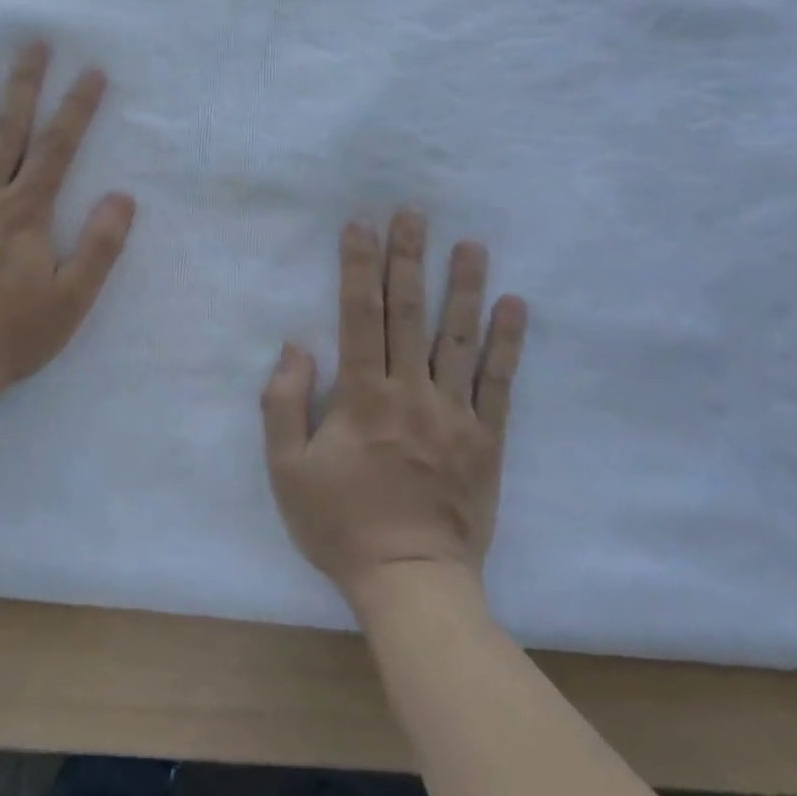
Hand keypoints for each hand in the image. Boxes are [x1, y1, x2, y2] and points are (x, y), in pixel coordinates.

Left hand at [0, 42, 134, 396]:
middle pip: (7, 130)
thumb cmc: (9, 335)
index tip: (90, 72)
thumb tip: (123, 197)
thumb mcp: (71, 300)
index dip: (76, 108)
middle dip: (23, 84)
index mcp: (25, 213)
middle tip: (32, 42)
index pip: (57, 149)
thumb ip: (99, 247)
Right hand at [261, 212, 527, 605]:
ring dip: (464, 286)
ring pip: (459, 338)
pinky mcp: (487, 439)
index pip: (359, 316)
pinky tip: (514, 305)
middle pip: (409, 313)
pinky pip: (499, 383)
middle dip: (408, 259)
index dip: (357, 267)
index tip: (361, 226)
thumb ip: (282, 404)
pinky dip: (507, 341)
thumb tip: (296, 347)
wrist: (411, 582)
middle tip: (414, 213)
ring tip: (471, 243)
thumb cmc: (341, 526)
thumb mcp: (287, 471)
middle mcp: (411, 393)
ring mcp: (455, 414)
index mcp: (362, 397)